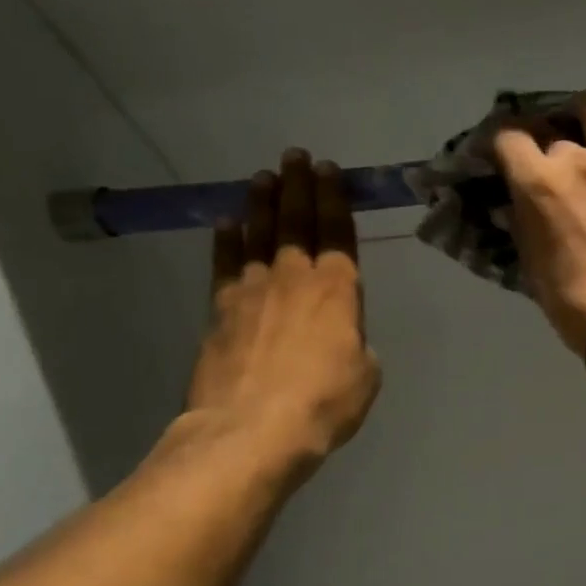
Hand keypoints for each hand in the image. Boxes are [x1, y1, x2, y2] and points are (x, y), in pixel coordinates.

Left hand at [184, 150, 381, 481]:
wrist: (252, 428)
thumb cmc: (324, 402)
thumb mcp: (365, 374)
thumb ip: (355, 343)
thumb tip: (340, 336)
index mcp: (338, 289)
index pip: (337, 231)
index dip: (334, 198)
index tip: (329, 170)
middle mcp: (294, 277)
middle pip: (296, 221)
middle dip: (299, 186)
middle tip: (296, 156)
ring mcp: (252, 290)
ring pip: (258, 234)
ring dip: (262, 203)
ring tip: (264, 178)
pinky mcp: (219, 310)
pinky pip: (225, 264)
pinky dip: (226, 241)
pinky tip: (226, 223)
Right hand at [495, 94, 585, 355]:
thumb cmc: (577, 304)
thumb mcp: (533, 268)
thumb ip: (521, 226)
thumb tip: (512, 205)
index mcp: (539, 183)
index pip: (507, 136)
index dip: (501, 142)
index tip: (502, 154)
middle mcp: (579, 158)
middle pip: (555, 131)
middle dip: (548, 145)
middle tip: (552, 164)